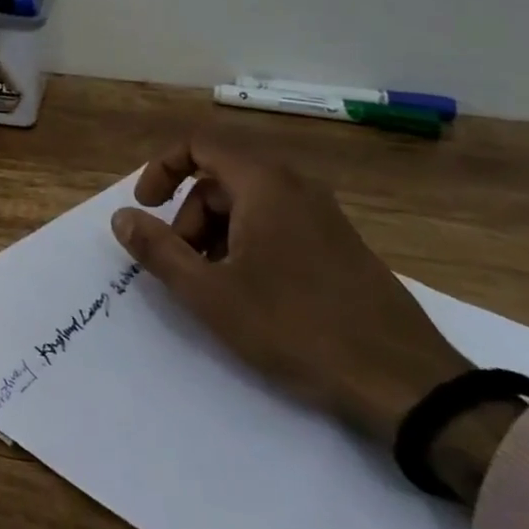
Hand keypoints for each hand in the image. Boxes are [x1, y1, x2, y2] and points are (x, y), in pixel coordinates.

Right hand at [110, 131, 471, 449]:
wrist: (407, 384)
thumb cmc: (296, 328)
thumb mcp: (210, 293)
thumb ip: (158, 250)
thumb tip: (121, 218)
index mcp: (264, 182)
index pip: (197, 144)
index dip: (161, 169)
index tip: (145, 208)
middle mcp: (294, 185)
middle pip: (219, 178)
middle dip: (188, 216)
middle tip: (182, 265)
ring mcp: (322, 214)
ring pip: (247, 203)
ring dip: (215, 234)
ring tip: (214, 286)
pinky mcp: (339, 244)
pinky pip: (276, 223)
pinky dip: (247, 244)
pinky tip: (251, 294)